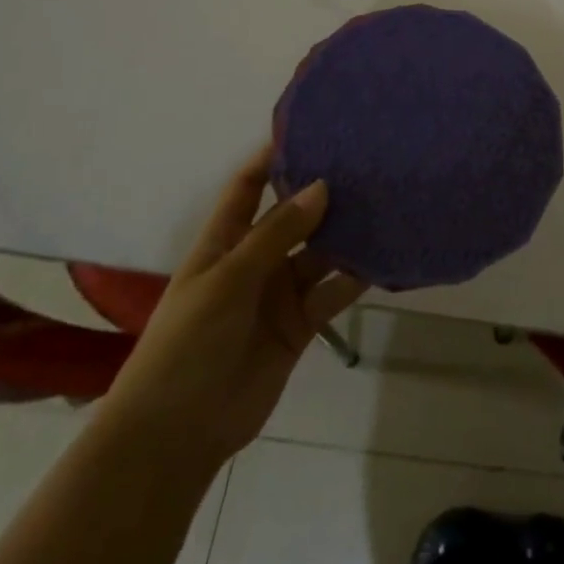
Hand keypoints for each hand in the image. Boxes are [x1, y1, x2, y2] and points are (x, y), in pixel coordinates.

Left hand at [100, 146, 365, 467]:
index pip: (247, 186)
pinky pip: (333, 292)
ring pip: (320, 253)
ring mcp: (279, 293)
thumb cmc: (187, 343)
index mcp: (224, 241)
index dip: (271, 158)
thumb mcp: (228, 279)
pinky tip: (384, 255)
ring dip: (347, 234)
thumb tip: (322, 186)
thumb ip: (277, 233)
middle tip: (367, 164)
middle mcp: (255, 260)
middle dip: (324, 193)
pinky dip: (356, 277)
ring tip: (386, 202)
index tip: (310, 129)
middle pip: (293, 216)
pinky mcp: (300, 325)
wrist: (176, 434)